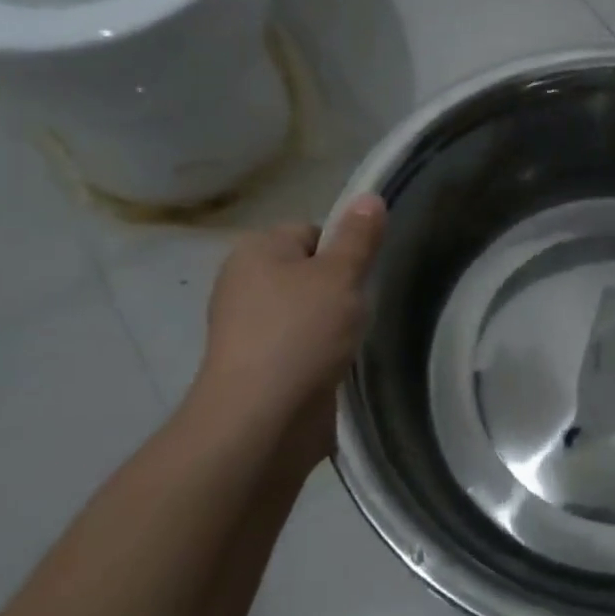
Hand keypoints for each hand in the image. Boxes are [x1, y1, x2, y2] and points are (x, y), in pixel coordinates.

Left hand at [191, 196, 385, 444]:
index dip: (343, 250)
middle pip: (310, 271)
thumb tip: (369, 196)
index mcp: (256, 251)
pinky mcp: (260, 366)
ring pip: (308, 311)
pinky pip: (301, 344)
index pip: (312, 231)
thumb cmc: (301, 333)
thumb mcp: (340, 275)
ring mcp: (249, 328)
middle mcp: (244, 283)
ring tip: (352, 339)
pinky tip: (337, 364)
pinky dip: (321, 352)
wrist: (262, 419)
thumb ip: (358, 237)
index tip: (361, 277)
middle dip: (340, 289)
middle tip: (362, 308)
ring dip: (334, 323)